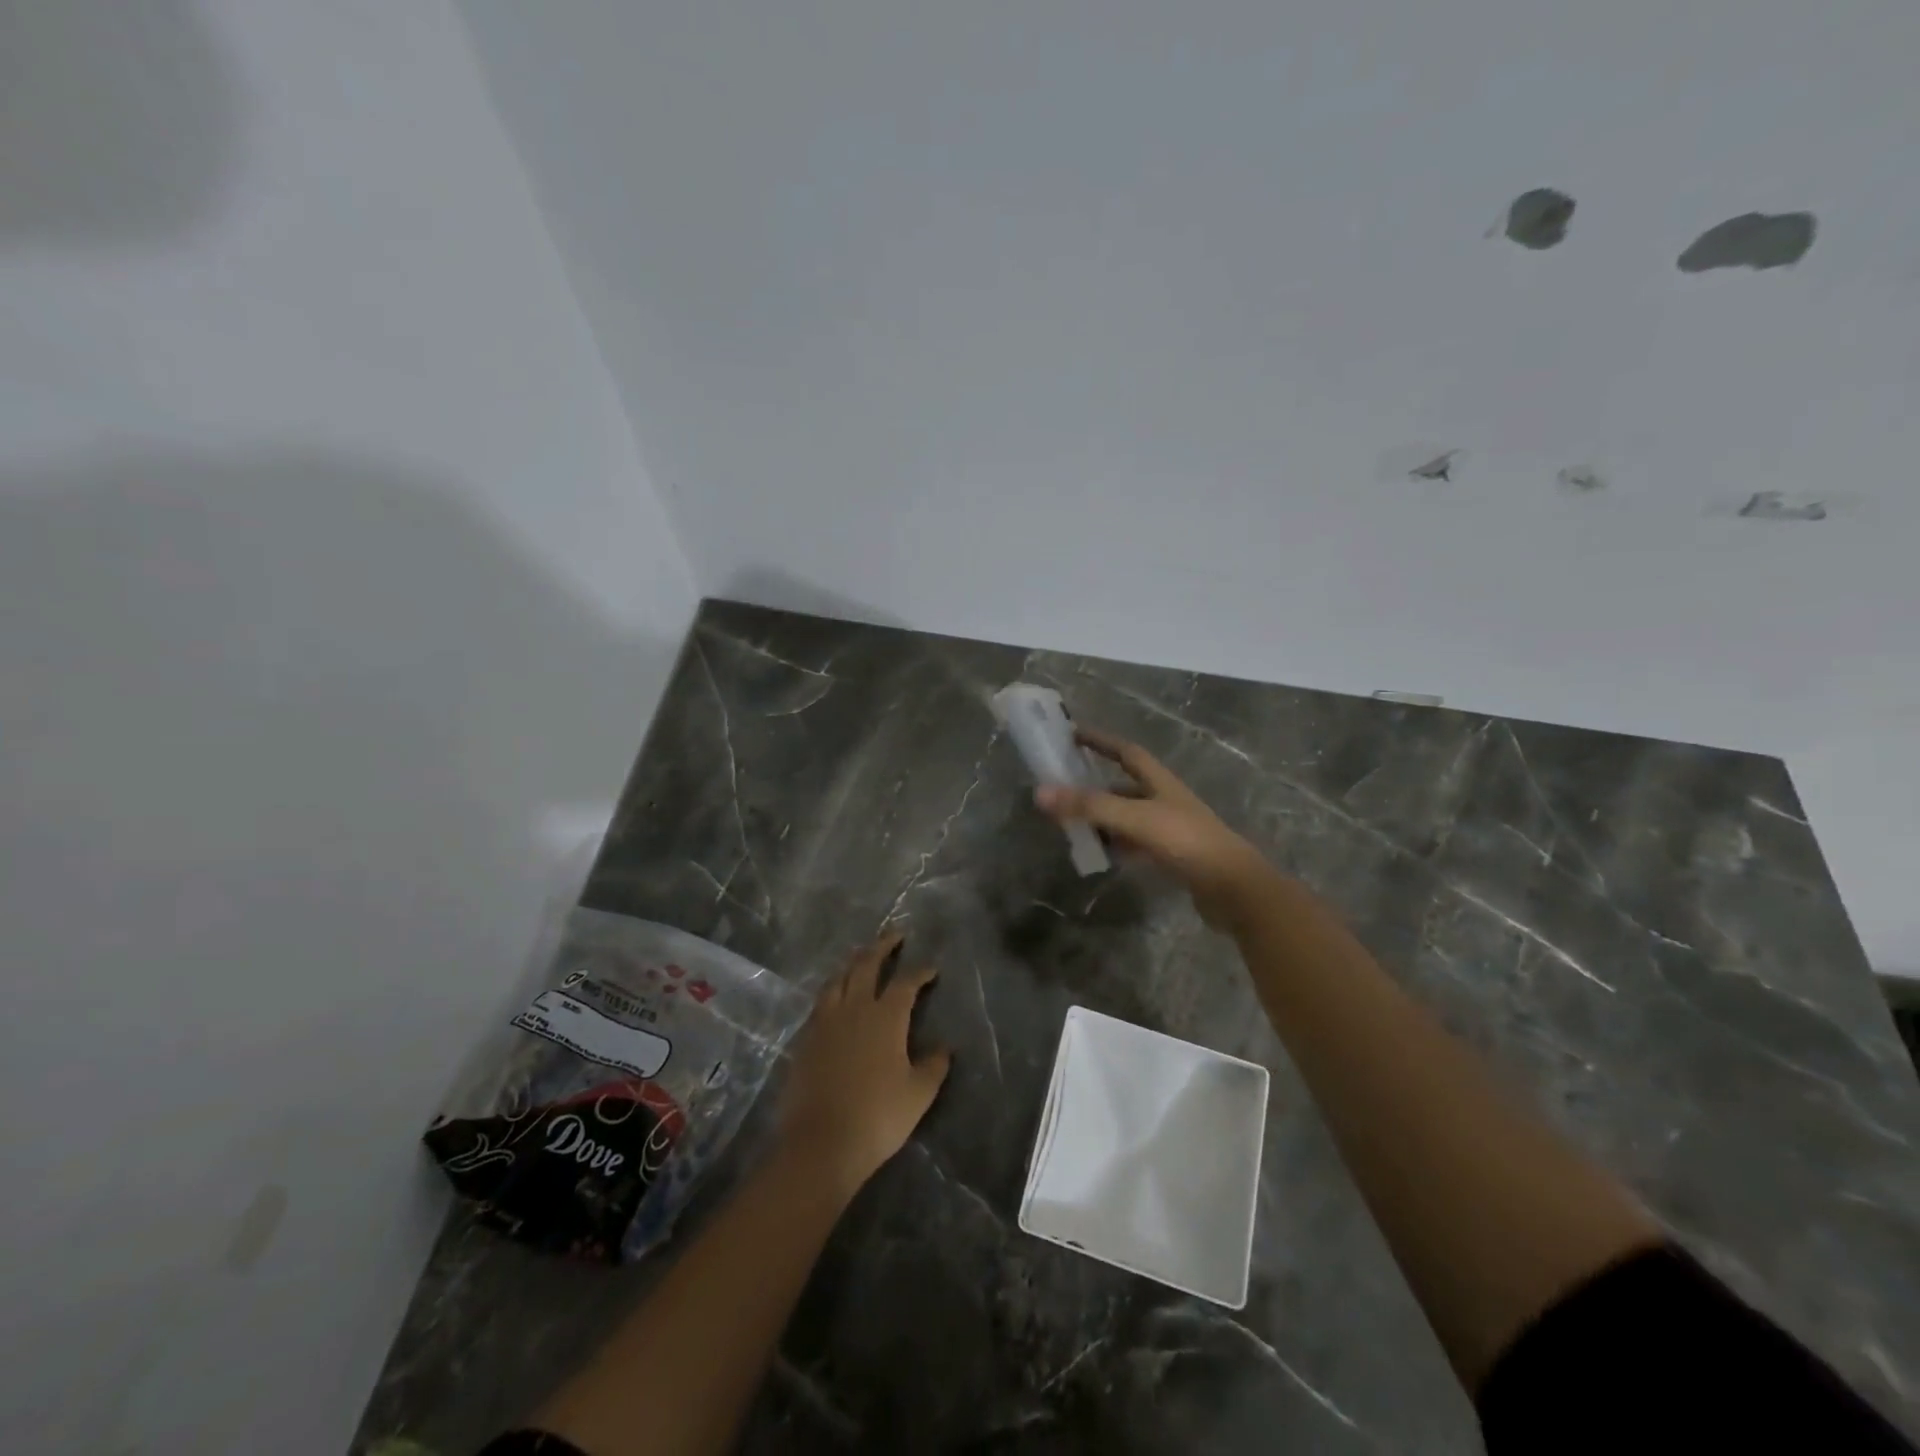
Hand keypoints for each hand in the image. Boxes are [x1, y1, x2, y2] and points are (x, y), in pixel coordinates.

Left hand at [779, 932, 951, 1194]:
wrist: (820, 1143)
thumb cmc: (877, 1117)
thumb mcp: (918, 1094)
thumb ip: (934, 1065)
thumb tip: (946, 1047)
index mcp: (886, 1016)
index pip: (906, 982)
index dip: (920, 972)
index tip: (931, 968)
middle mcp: (854, 1008)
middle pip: (866, 965)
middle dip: (882, 946)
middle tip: (894, 934)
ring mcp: (825, 1021)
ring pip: (839, 978)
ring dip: (853, 962)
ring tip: (862, 957)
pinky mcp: (806, 1038)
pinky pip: (822, 1001)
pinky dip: (834, 988)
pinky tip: (836, 996)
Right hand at [1036, 727, 1273, 929]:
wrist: (1234, 889)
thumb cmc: (1186, 842)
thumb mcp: (1135, 819)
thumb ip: (1090, 806)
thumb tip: (1040, 792)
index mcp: (1160, 782)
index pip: (1126, 752)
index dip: (1101, 741)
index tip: (1073, 734)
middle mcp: (1165, 800)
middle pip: (1124, 785)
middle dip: (1094, 786)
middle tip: (1062, 790)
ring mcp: (1170, 829)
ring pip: (1128, 817)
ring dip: (1103, 818)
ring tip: (1072, 824)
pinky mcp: (1172, 857)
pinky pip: (1135, 844)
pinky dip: (1116, 845)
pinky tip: (1101, 854)